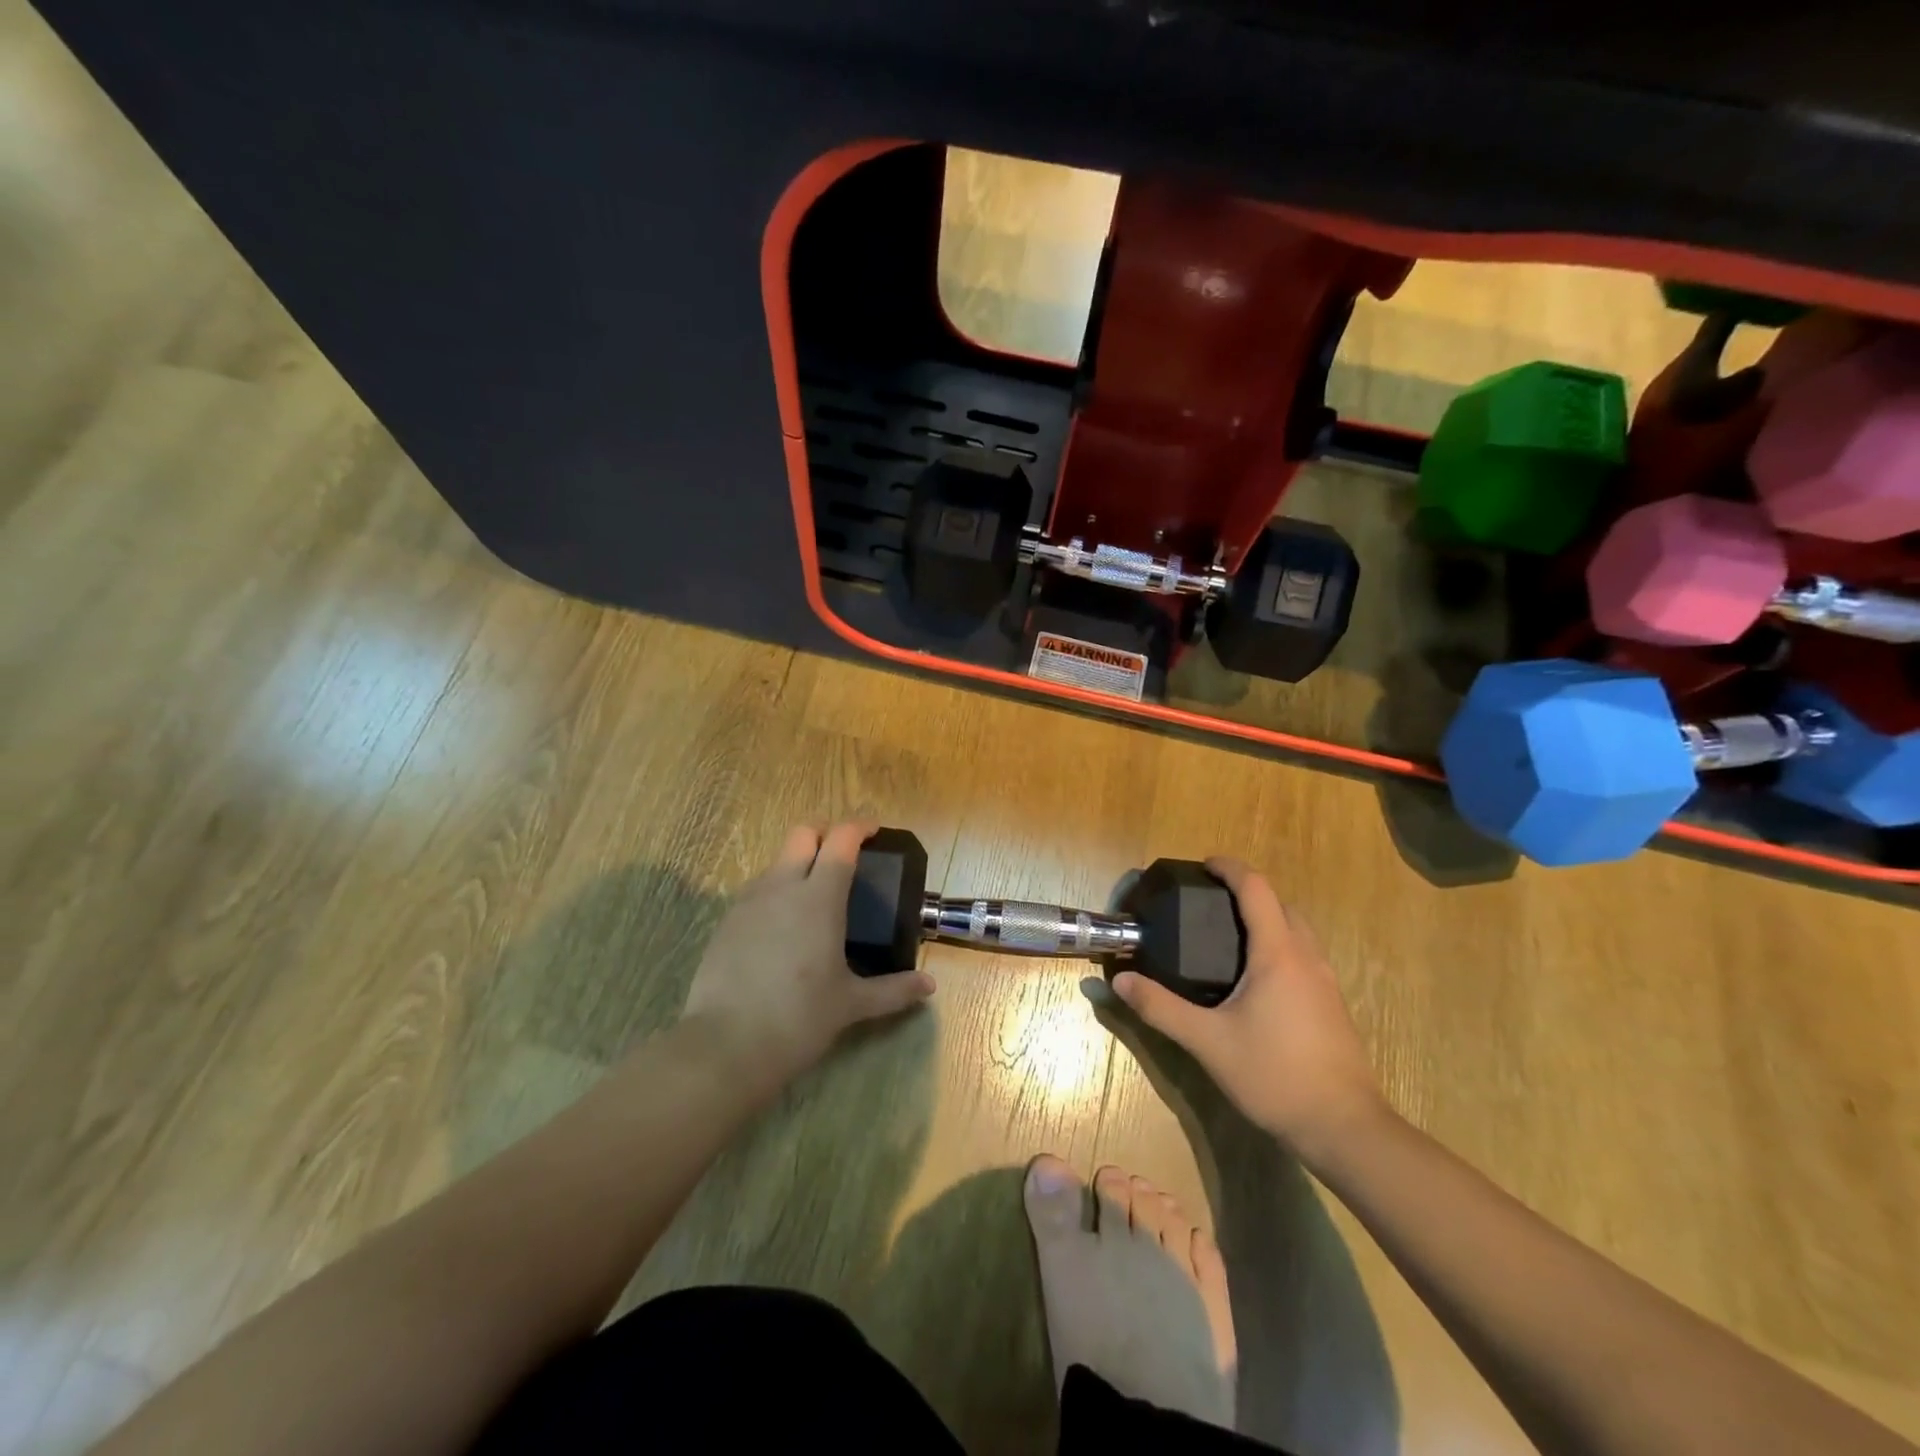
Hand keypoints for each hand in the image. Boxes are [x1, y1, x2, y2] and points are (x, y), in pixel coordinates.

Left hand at [679, 820, 934, 1087]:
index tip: (874, 831)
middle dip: (826, 833)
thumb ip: (893, 990)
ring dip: (799, 862)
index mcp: (819, 897)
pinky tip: (785, 926)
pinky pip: (757, 889)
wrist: (724, 1046)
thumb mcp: (851, 1004)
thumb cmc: (798, 1018)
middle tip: (845, 855)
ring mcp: (749, 902)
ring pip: (777, 860)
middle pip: (802, 833)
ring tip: (816, 895)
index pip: (841, 840)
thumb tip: (928, 985)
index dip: (859, 827)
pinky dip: (777, 890)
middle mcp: (782, 887)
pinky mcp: (726, 921)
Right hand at [1111, 858, 1387, 1165]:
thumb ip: (1161, 1008)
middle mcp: (1306, 958)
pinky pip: (1304, 955)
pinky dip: (1279, 945)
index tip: (1203, 865)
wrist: (1344, 1128)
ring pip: (1297, 931)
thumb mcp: (1207, 1042)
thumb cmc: (1274, 1075)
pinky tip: (1255, 979)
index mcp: (1278, 954)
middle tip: (1209, 902)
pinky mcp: (1331, 1006)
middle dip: (1248, 892)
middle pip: (1281, 905)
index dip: (1230, 868)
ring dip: (1267, 918)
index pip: (1256, 889)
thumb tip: (1120, 980)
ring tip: (1228, 936)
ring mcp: (1325, 982)